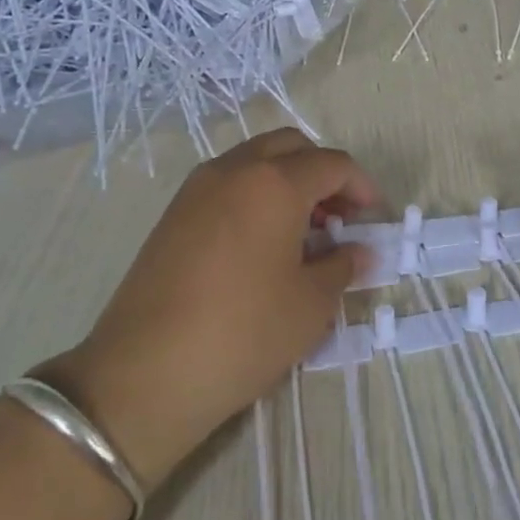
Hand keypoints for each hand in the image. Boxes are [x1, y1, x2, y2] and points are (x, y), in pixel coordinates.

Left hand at [44, 129, 377, 490]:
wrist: (146, 373)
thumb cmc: (244, 332)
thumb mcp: (310, 304)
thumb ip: (342, 265)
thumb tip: (359, 250)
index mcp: (275, 183)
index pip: (332, 164)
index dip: (362, 187)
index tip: (374, 219)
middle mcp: (235, 170)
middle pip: (292, 147)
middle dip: (323, 173)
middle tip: (339, 217)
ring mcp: (197, 188)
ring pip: (255, 161)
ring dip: (287, 180)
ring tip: (302, 232)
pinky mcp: (174, 213)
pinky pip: (227, 183)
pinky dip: (255, 195)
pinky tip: (262, 243)